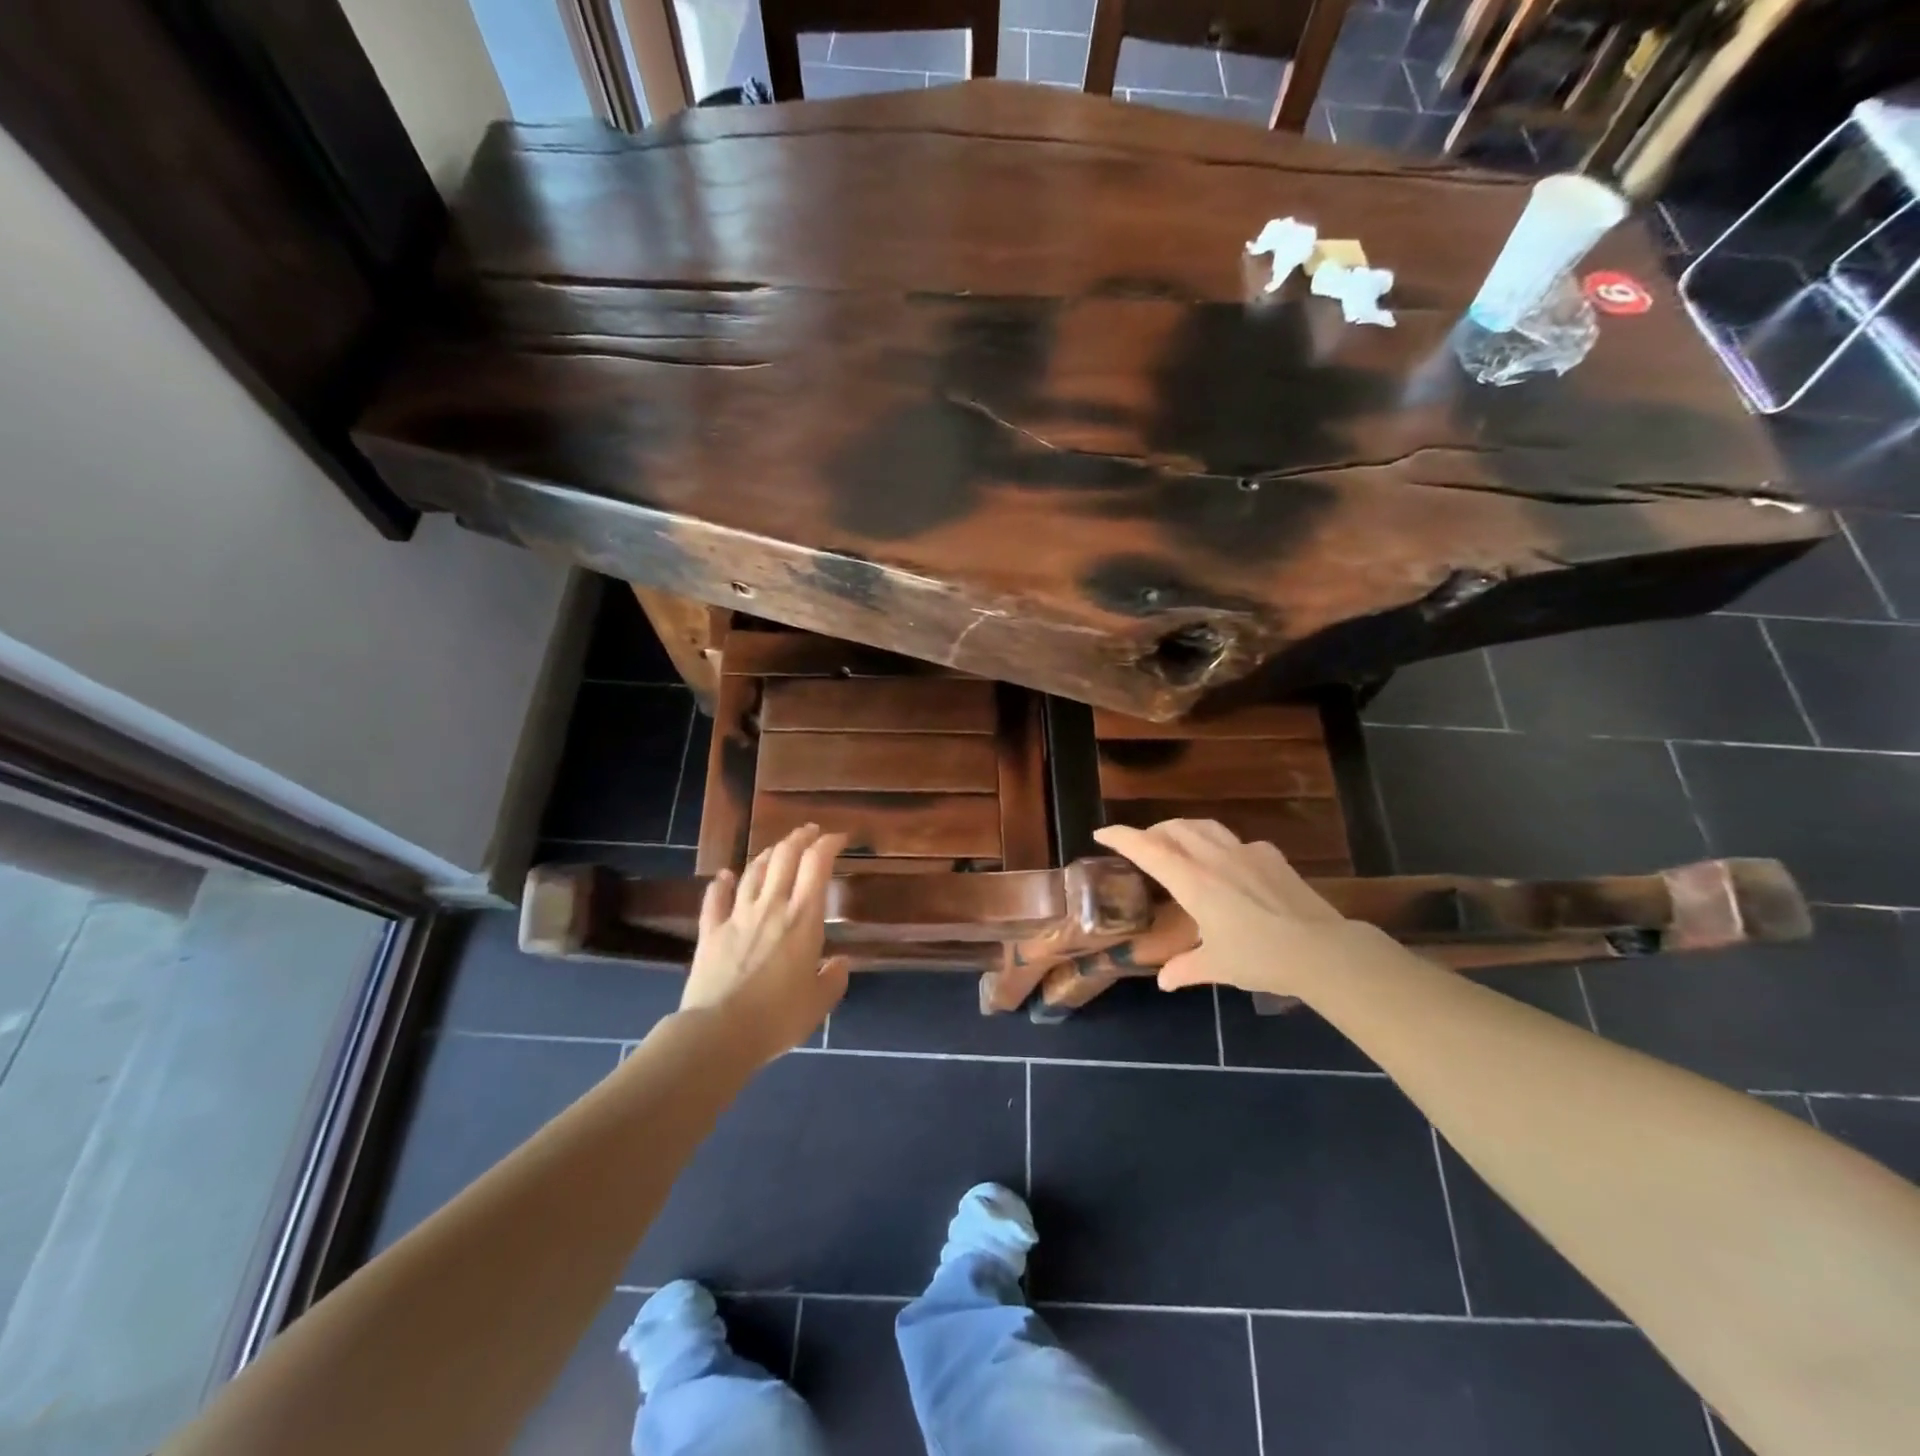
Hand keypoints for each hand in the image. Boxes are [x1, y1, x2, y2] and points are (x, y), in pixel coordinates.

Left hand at [681, 825, 849, 1060]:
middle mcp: (771, 906)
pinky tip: (725, 876)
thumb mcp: (819, 1002)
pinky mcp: (710, 932)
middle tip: (810, 832)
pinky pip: (715, 899)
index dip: (829, 844)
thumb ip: (834, 978)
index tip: (839, 839)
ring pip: (753, 871)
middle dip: (800, 838)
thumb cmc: (778, 1017)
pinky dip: (721, 884)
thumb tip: (840, 963)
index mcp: (803, 919)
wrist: (719, 1033)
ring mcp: (737, 916)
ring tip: (777, 850)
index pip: (817, 865)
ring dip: (768, 855)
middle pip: (785, 857)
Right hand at [1092, 819, 1358, 998]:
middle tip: (1141, 845)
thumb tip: (1165, 982)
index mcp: (1193, 881)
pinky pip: (1234, 841)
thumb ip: (1185, 968)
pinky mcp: (1271, 856)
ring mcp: (1245, 852)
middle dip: (1151, 832)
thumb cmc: (1260, 957)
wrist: (1322, 950)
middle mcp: (1214, 858)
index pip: (1147, 849)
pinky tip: (1225, 863)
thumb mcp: (1217, 966)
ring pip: (1203, 826)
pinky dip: (1217, 844)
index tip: (1101, 833)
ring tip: (1177, 844)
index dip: (1121, 837)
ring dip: (1182, 830)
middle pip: (1174, 829)